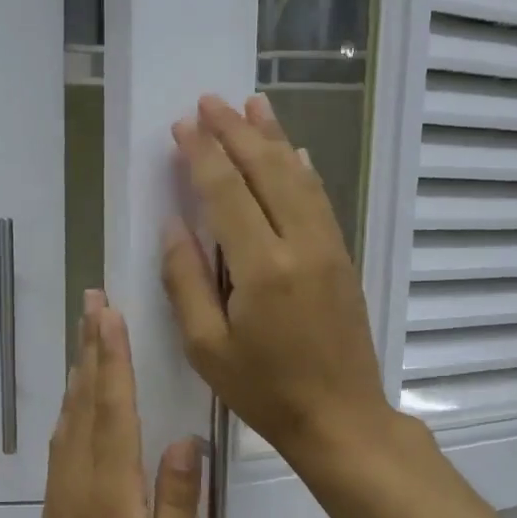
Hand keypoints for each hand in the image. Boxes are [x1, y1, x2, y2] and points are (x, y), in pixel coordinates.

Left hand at [22, 291, 201, 517]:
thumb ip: (176, 500)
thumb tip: (184, 441)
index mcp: (111, 484)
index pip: (113, 407)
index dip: (112, 357)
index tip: (110, 314)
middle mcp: (82, 471)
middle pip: (87, 397)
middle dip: (92, 345)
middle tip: (92, 299)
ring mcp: (64, 481)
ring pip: (72, 411)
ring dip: (81, 366)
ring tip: (88, 328)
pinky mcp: (58, 493)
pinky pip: (66, 433)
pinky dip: (74, 400)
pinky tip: (79, 390)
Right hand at [162, 94, 393, 462]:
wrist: (339, 417)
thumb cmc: (265, 391)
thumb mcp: (207, 348)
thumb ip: (186, 282)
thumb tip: (174, 226)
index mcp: (262, 268)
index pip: (227, 193)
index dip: (202, 155)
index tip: (183, 126)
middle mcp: (300, 245)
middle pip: (267, 171)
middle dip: (236, 132)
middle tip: (210, 100)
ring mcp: (328, 248)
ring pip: (299, 177)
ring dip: (274, 138)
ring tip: (252, 105)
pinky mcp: (342, 259)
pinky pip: (321, 201)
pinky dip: (304, 170)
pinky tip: (294, 152)